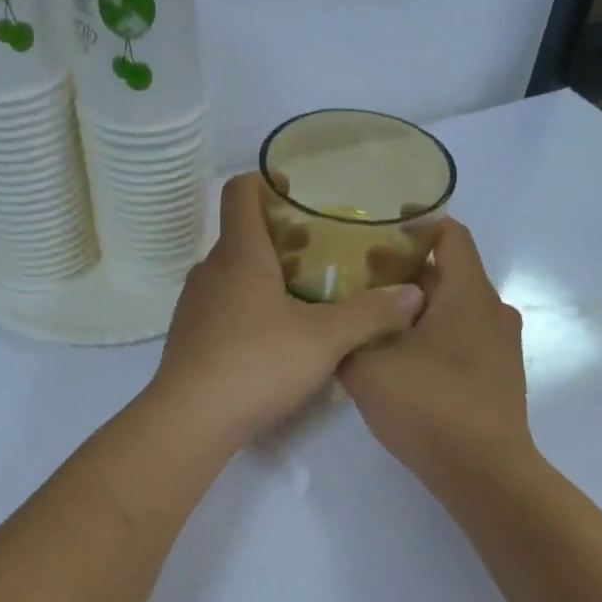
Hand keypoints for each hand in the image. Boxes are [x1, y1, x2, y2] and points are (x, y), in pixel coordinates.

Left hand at [149, 174, 424, 446]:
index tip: (299, 193)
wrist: (190, 420)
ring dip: (265, 275)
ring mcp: (194, 305)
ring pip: (232, 273)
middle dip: (281, 236)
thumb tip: (412, 295)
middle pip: (242, 234)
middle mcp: (210, 271)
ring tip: (305, 296)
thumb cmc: (257, 364)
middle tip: (322, 252)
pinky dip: (249, 306)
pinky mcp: (189, 337)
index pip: (241, 193)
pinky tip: (275, 337)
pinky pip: (222, 306)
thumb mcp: (325, 339)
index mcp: (239, 254)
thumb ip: (371, 314)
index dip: (267, 181)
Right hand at [338, 218, 534, 491]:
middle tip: (361, 282)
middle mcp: (493, 309)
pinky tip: (404, 360)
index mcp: (467, 292)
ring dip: (420, 309)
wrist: (483, 471)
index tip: (377, 234)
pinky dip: (436, 336)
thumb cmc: (427, 406)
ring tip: (376, 322)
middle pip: (450, 272)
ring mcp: (502, 344)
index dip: (416, 226)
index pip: (451, 234)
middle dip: (406, 273)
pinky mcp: (501, 374)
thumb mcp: (366, 369)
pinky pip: (465, 338)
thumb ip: (349, 337)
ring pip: (457, 308)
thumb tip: (345, 322)